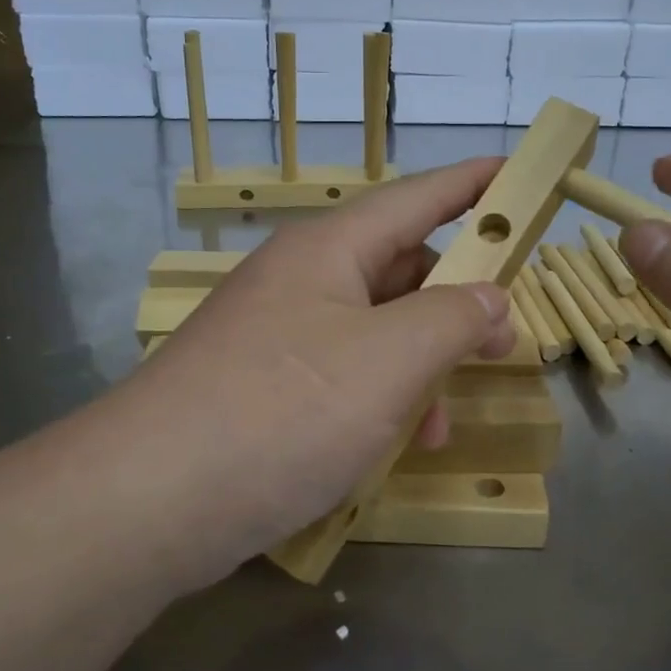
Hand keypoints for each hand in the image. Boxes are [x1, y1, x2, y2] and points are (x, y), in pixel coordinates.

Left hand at [114, 159, 516, 584]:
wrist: (150, 500)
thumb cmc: (283, 410)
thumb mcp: (389, 360)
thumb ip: (453, 318)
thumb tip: (490, 297)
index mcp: (329, 250)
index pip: (416, 197)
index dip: (473, 183)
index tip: (519, 171)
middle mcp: (300, 282)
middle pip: (398, 269)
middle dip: (455, 303)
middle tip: (502, 341)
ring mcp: (277, 337)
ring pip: (374, 332)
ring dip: (419, 368)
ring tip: (442, 424)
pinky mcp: (263, 389)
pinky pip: (342, 376)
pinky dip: (379, 402)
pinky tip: (392, 447)